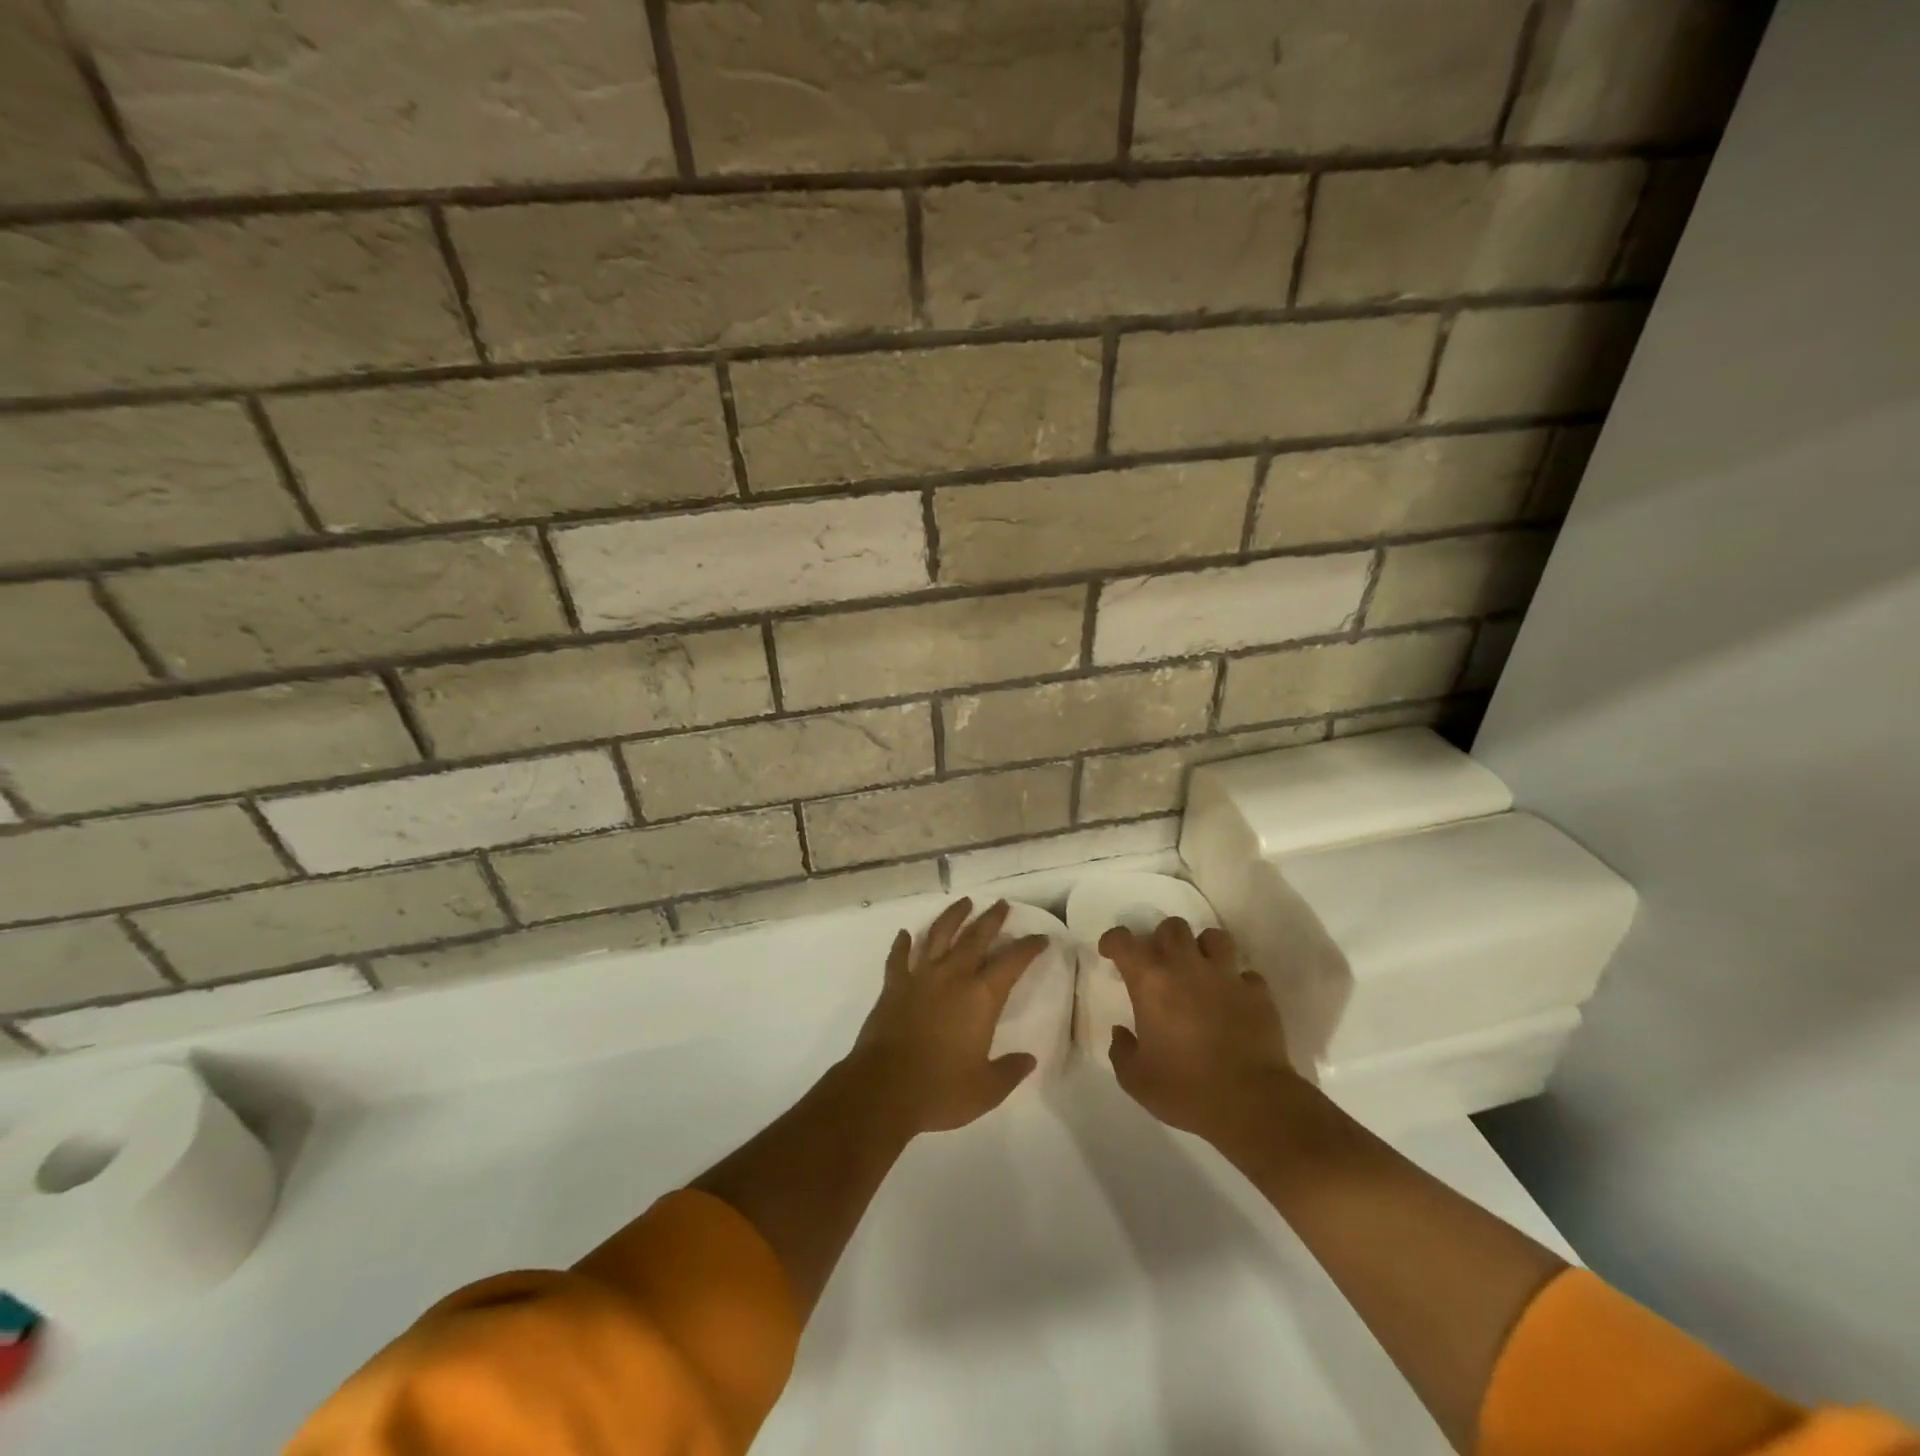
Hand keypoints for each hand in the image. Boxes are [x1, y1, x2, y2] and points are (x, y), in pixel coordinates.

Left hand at [847, 898, 1047, 1135]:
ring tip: (964, 902)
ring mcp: (920, 977)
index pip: (1012, 962)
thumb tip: (1028, 1059)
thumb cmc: (940, 1090)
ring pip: (938, 935)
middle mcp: (952, 977)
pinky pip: (898, 957)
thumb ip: (1010, 1071)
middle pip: (976, 937)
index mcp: (981, 997)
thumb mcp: (986, 1089)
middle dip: (992, 919)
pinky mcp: (893, 986)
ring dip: (952, 917)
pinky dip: (902, 944)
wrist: (883, 1089)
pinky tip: (905, 933)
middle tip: (1002, 904)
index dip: (1028, 947)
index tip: (1041, 937)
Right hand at [1100, 918, 1302, 1146]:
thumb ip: (1121, 1050)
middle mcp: (1186, 967)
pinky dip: (1236, 983)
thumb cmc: (1185, 1089)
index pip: (1124, 941)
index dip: (1113, 941)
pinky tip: (1233, 1001)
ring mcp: (1226, 976)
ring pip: (1214, 937)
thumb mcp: (1136, 1079)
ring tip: (1200, 970)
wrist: (1250, 1103)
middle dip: (1162, 940)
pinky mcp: (1257, 993)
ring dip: (1203, 949)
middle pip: (1172, 927)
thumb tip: (1121, 1032)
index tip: (1111, 953)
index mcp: (1151, 982)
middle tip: (1160, 964)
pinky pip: (1245, 974)